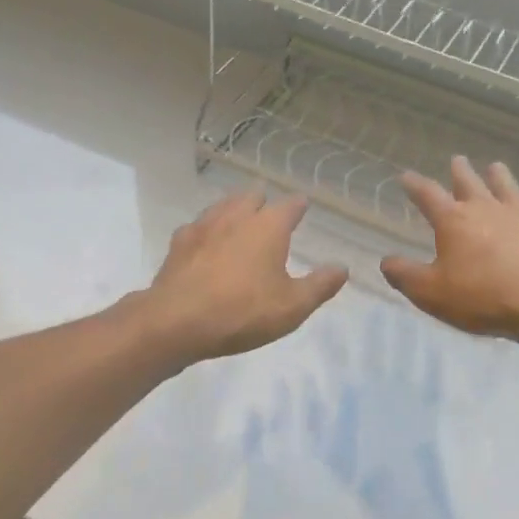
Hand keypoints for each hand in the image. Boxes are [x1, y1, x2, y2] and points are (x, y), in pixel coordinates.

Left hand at [140, 191, 347, 364]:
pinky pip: (197, 226)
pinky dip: (207, 229)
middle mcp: (236, 217)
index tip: (302, 205)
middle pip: (252, 197)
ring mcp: (203, 227)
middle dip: (263, 200)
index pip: (289, 206)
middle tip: (268, 208)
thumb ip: (320, 285)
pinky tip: (205, 240)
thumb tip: (342, 268)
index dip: (298, 206)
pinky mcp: (178, 244)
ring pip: (222, 206)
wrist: (176, 322)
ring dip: (234, 207)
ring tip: (238, 215)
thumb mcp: (293, 306)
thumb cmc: (243, 312)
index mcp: (268, 227)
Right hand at [381, 157, 518, 345]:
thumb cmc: (480, 296)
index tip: (406, 176)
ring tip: (495, 166)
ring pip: (506, 188)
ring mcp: (517, 217)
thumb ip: (404, 275)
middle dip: (459, 172)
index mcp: (453, 220)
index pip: (428, 195)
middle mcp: (484, 209)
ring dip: (499, 176)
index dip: (415, 185)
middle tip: (457, 160)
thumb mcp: (430, 292)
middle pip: (469, 183)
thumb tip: (385, 261)